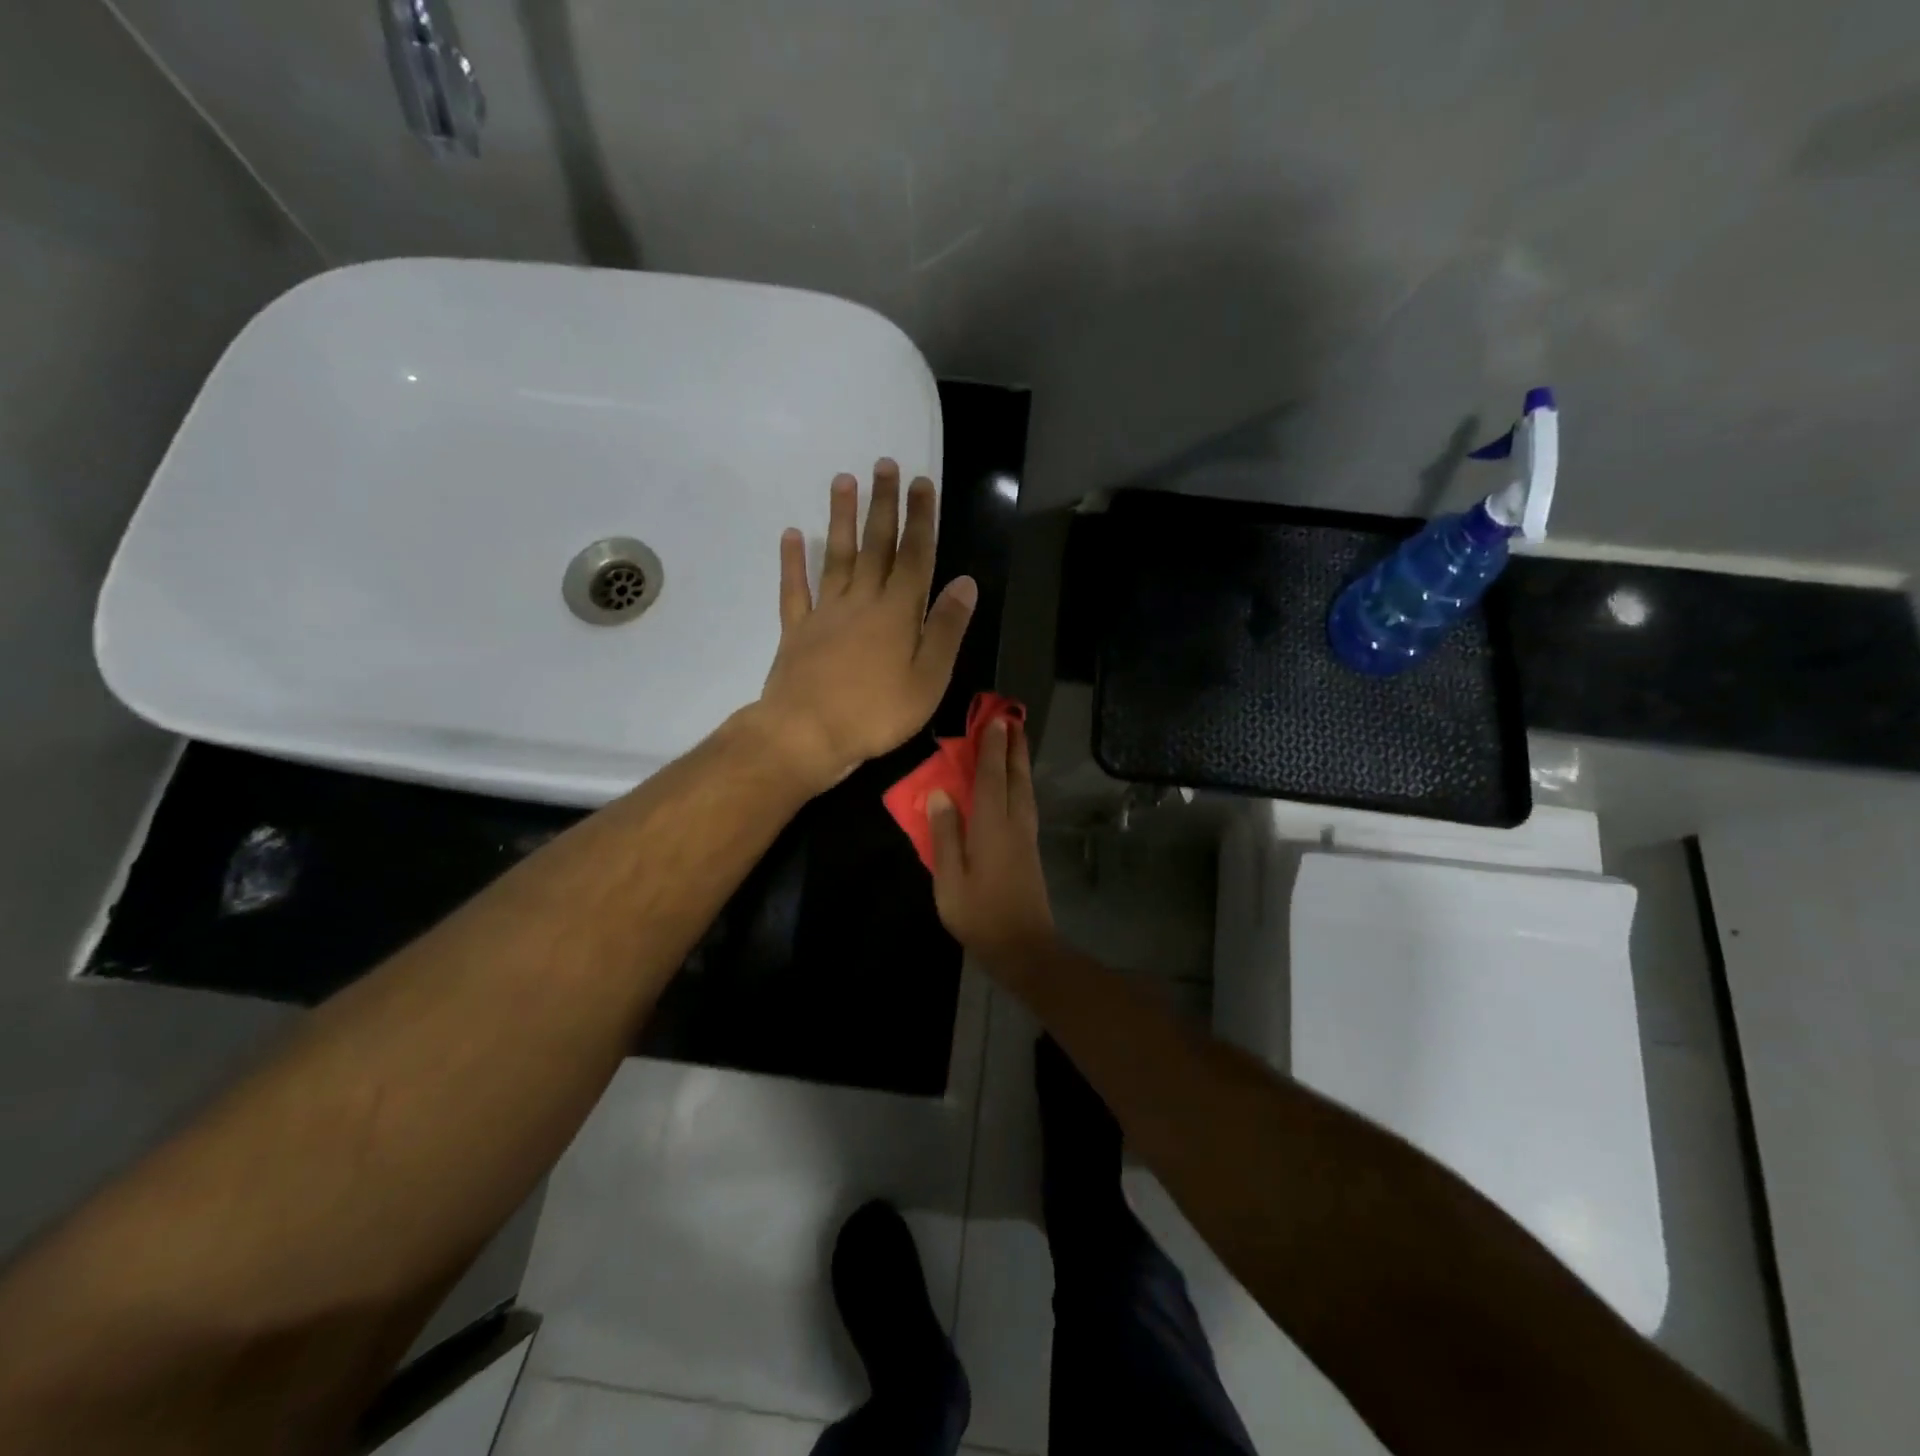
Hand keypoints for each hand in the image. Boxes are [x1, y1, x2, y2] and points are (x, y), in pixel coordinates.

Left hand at [754, 460, 977, 793]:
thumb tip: (965, 582)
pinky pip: (794, 589)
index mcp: (897, 612)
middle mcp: (861, 601)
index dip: (920, 519)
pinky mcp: (796, 630)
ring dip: (841, 518)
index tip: (921, 483)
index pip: (915, 556)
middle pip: (875, 545)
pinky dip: (792, 561)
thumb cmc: (876, 713)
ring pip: (835, 556)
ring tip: (843, 480)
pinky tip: (792, 535)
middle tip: (884, 464)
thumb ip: (946, 629)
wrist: (806, 734)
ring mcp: (825, 613)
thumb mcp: (928, 679)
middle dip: (883, 504)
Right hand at [928, 718, 1056, 969]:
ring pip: (1026, 790)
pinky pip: (1027, 803)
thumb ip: (945, 834)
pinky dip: (1022, 784)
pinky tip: (1017, 785)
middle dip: (1014, 748)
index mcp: (992, 827)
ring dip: (1021, 763)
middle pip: (1017, 778)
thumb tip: (940, 793)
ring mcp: (1026, 837)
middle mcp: (1015, 824)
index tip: (995, 720)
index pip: (993, 778)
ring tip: (1016, 743)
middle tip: (1012, 720)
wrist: (1024, 947)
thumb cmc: (979, 914)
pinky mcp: (1030, 850)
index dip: (992, 748)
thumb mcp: (950, 878)